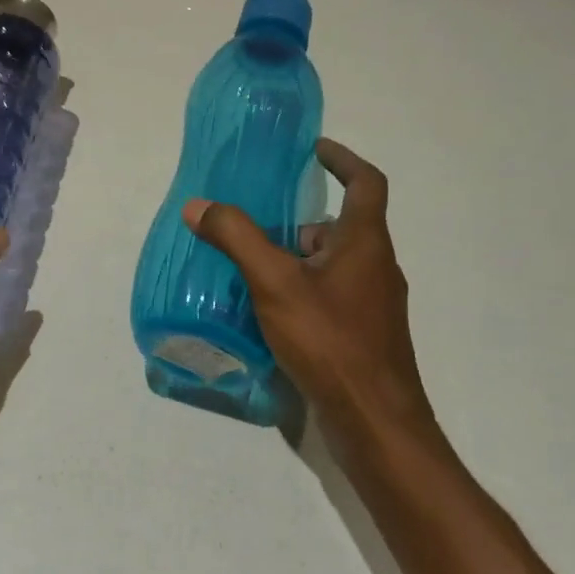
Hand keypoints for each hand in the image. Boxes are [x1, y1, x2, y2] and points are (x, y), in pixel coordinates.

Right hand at [182, 138, 430, 437]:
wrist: (376, 423)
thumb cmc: (331, 341)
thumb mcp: (275, 282)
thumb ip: (236, 238)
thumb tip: (198, 205)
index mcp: (365, 242)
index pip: (366, 183)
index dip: (343, 160)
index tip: (314, 149)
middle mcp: (376, 267)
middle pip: (343, 226)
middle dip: (301, 219)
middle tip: (259, 220)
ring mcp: (373, 305)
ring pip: (334, 264)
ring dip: (298, 256)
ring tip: (252, 265)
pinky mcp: (363, 335)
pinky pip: (330, 295)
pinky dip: (302, 288)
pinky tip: (269, 311)